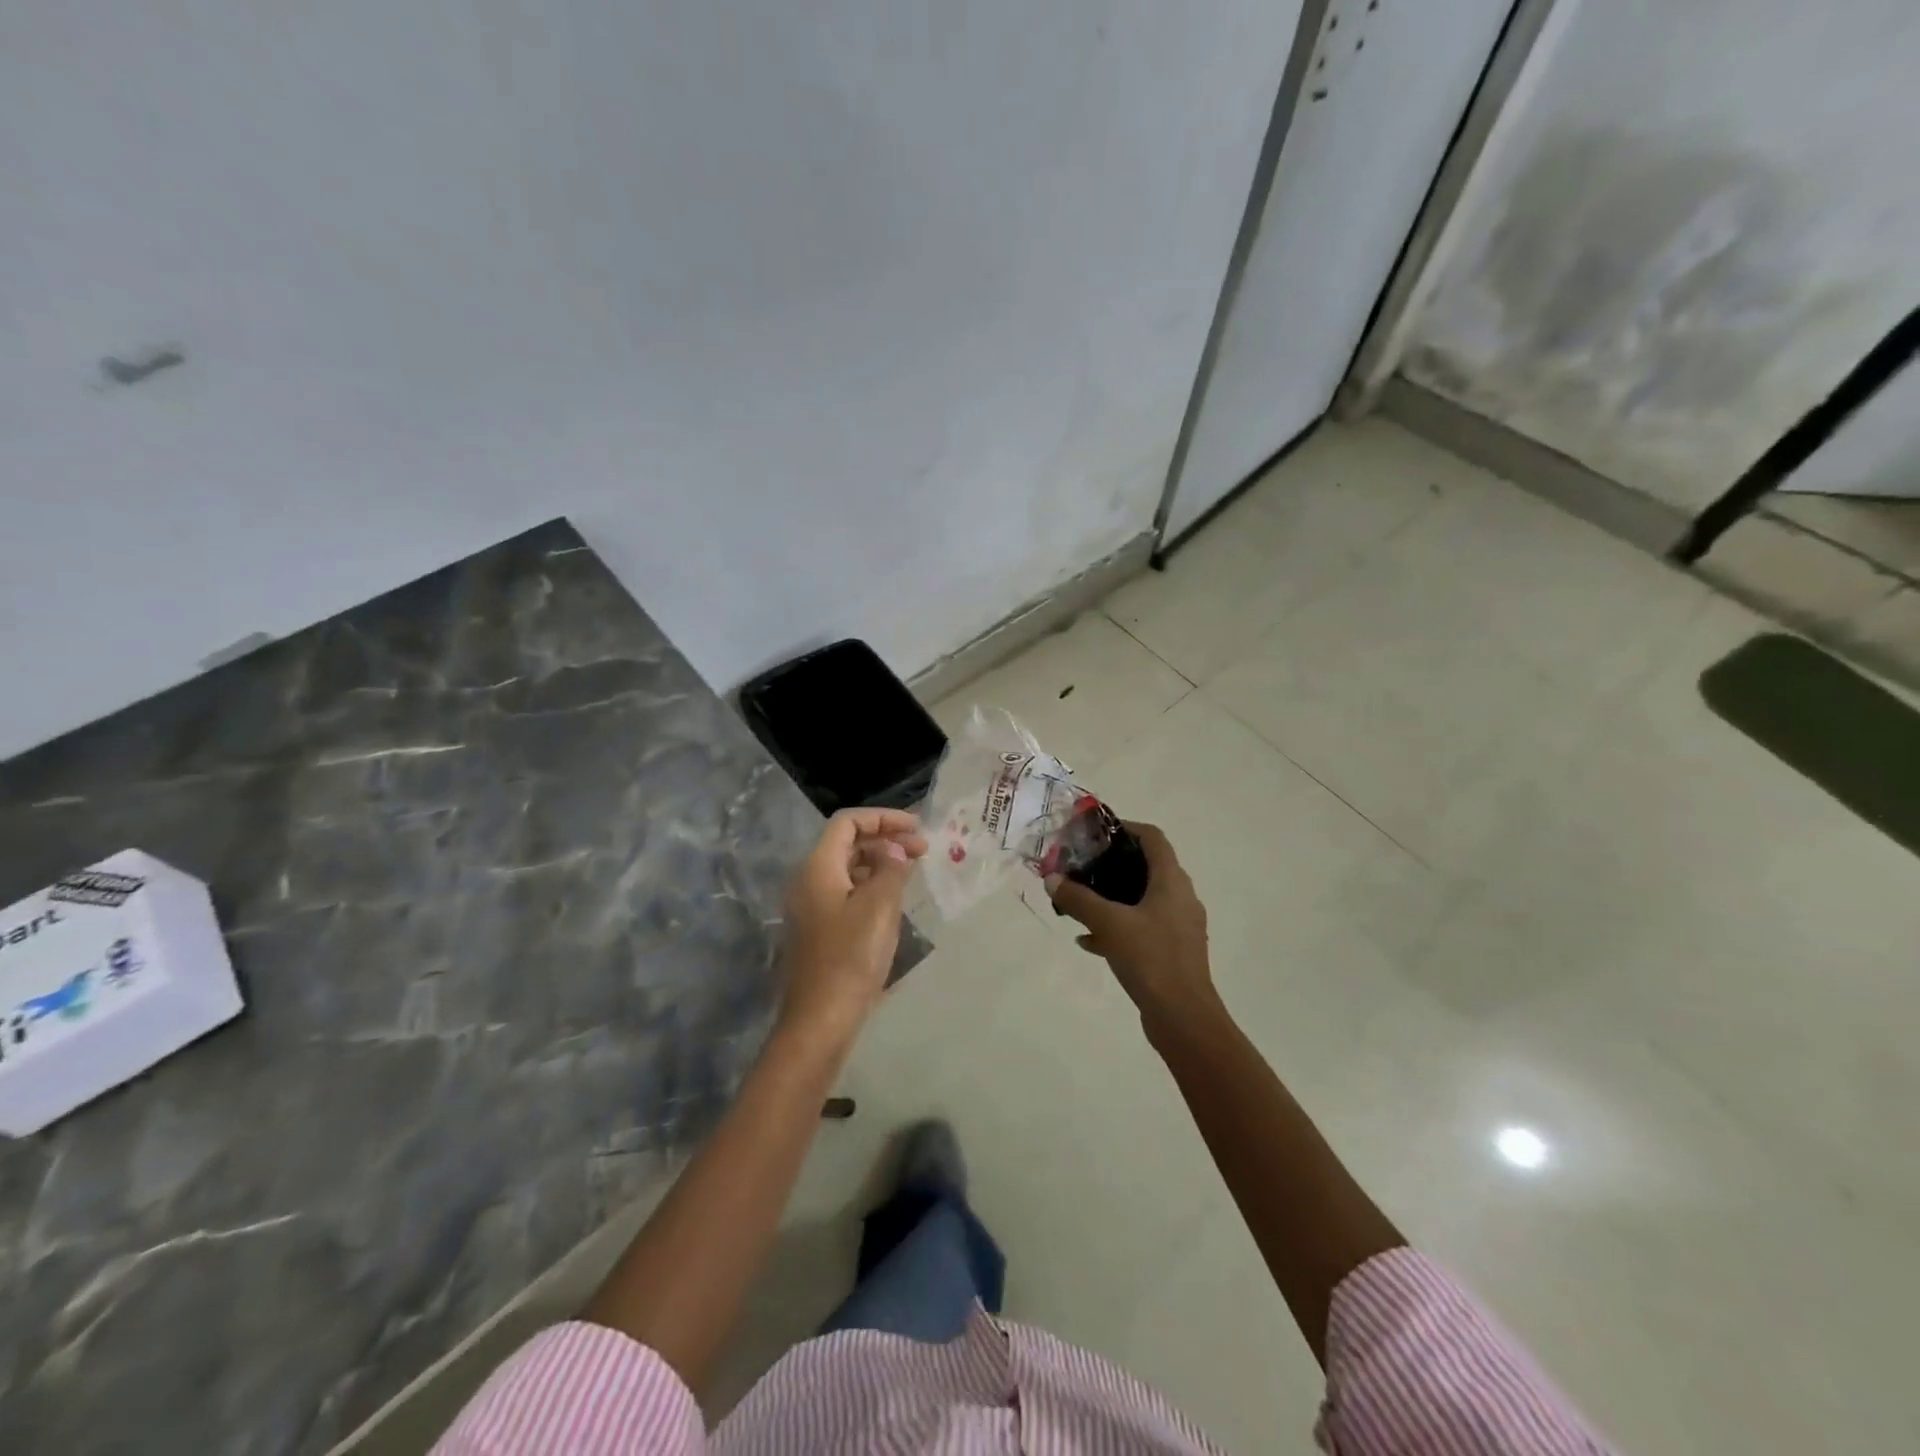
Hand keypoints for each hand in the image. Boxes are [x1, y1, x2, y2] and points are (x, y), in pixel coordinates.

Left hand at [778, 808, 927, 1042]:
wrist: (821, 1019)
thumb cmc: (851, 957)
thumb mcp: (879, 907)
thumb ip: (890, 870)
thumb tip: (894, 851)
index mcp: (818, 868)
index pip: (848, 823)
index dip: (883, 818)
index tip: (916, 828)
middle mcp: (809, 881)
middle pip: (847, 844)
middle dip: (885, 840)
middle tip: (922, 850)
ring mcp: (811, 907)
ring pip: (848, 869)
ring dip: (880, 863)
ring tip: (912, 872)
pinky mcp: (819, 929)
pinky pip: (846, 892)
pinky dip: (871, 886)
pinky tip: (894, 900)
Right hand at [1046, 822, 1219, 1032]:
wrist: (1184, 1018)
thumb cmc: (1151, 959)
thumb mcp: (1109, 923)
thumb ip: (1079, 898)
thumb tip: (1052, 878)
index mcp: (1172, 881)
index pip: (1153, 838)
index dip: (1125, 827)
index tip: (1095, 832)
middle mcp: (1180, 898)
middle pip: (1146, 866)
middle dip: (1112, 864)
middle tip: (1081, 865)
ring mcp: (1178, 926)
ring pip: (1142, 899)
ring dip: (1112, 897)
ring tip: (1079, 901)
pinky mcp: (1172, 951)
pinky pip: (1142, 927)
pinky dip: (1118, 926)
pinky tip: (1089, 940)